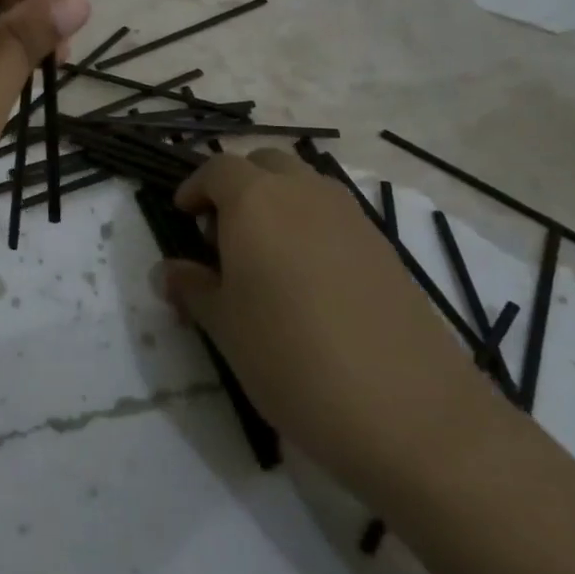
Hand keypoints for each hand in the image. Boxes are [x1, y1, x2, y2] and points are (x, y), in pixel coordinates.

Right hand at [167, 150, 492, 483]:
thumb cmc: (290, 358)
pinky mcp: (384, 247)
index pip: (217, 169)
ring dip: (276, 203)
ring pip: (304, 186)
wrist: (406, 409)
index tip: (182, 216)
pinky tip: (307, 282)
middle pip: (264, 164)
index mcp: (256, 201)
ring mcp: (352, 216)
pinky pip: (334, 216)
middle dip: (237, 187)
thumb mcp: (224, 326)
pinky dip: (310, 227)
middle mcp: (305, 193)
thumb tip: (168, 271)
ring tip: (263, 260)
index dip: (194, 187)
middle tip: (222, 235)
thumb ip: (192, 288)